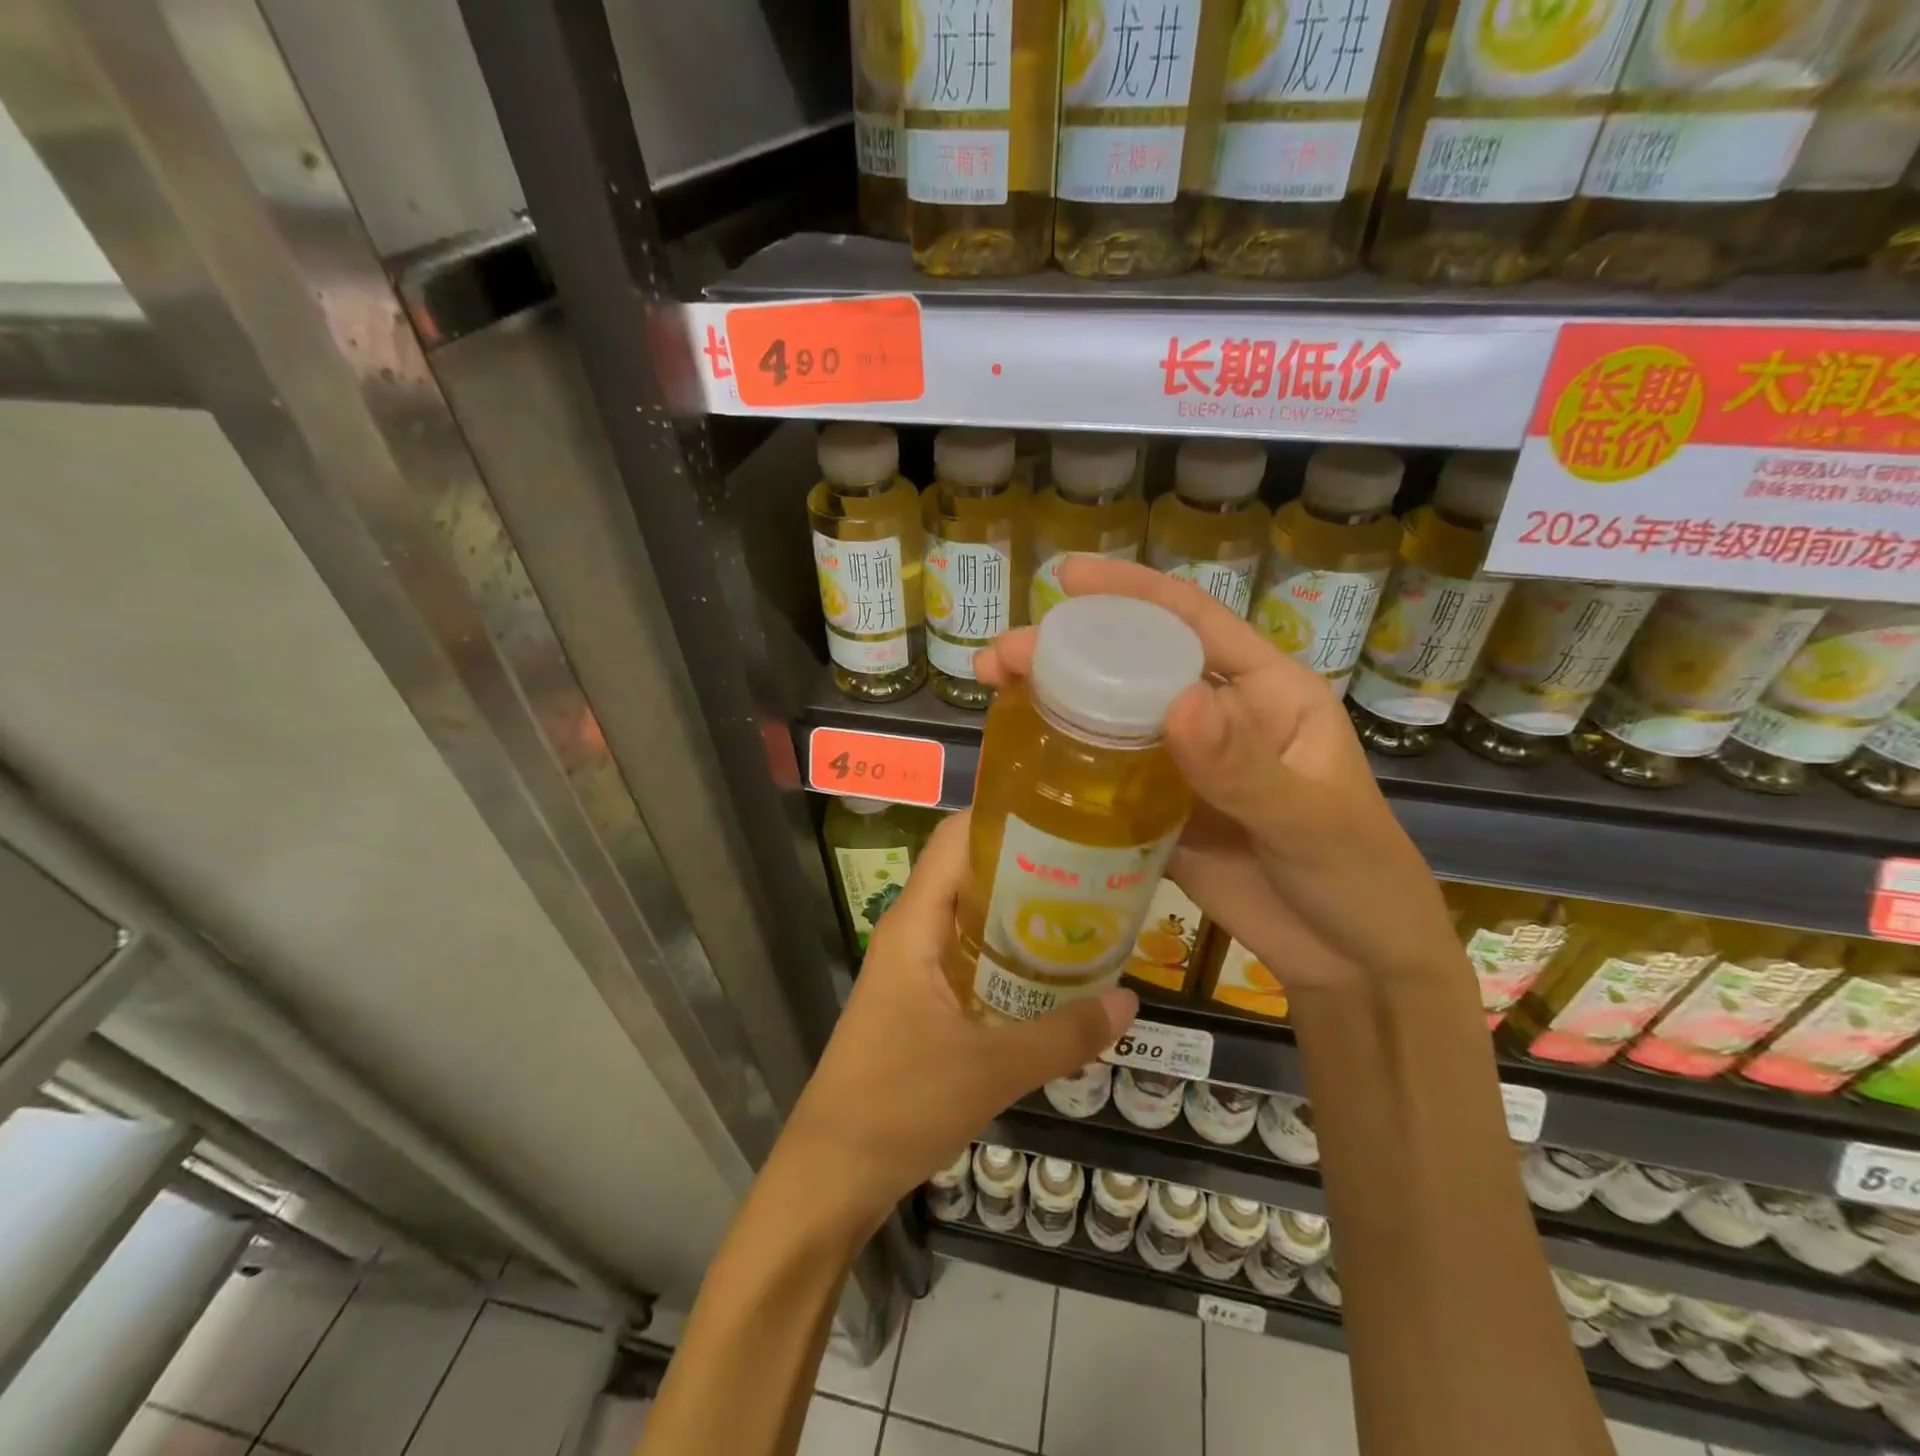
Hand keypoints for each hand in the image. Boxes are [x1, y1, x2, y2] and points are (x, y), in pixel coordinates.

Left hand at [780, 812, 1136, 1231]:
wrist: (831, 1174)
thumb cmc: (899, 1105)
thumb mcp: (991, 1070)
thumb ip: (1063, 1035)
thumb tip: (1130, 1002)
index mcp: (914, 925)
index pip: (954, 840)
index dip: (1002, 816)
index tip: (1063, 814)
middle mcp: (910, 933)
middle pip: (967, 873)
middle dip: (1025, 863)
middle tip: (1093, 865)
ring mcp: (912, 968)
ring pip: (969, 917)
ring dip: (1018, 911)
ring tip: (1084, 908)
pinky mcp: (918, 1001)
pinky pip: (967, 956)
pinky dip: (1006, 953)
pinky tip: (1050, 972)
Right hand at [975, 558, 1456, 993]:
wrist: (1351, 963)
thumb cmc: (1356, 877)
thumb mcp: (1310, 819)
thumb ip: (1244, 767)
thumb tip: (1177, 702)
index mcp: (1265, 692)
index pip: (1193, 622)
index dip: (1131, 591)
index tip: (1066, 577)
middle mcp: (1218, 716)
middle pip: (1135, 668)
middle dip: (1068, 651)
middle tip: (1003, 656)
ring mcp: (1184, 765)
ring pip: (1112, 718)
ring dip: (1056, 701)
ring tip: (995, 691)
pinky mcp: (1159, 811)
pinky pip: (1107, 776)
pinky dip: (1067, 762)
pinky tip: (1022, 755)